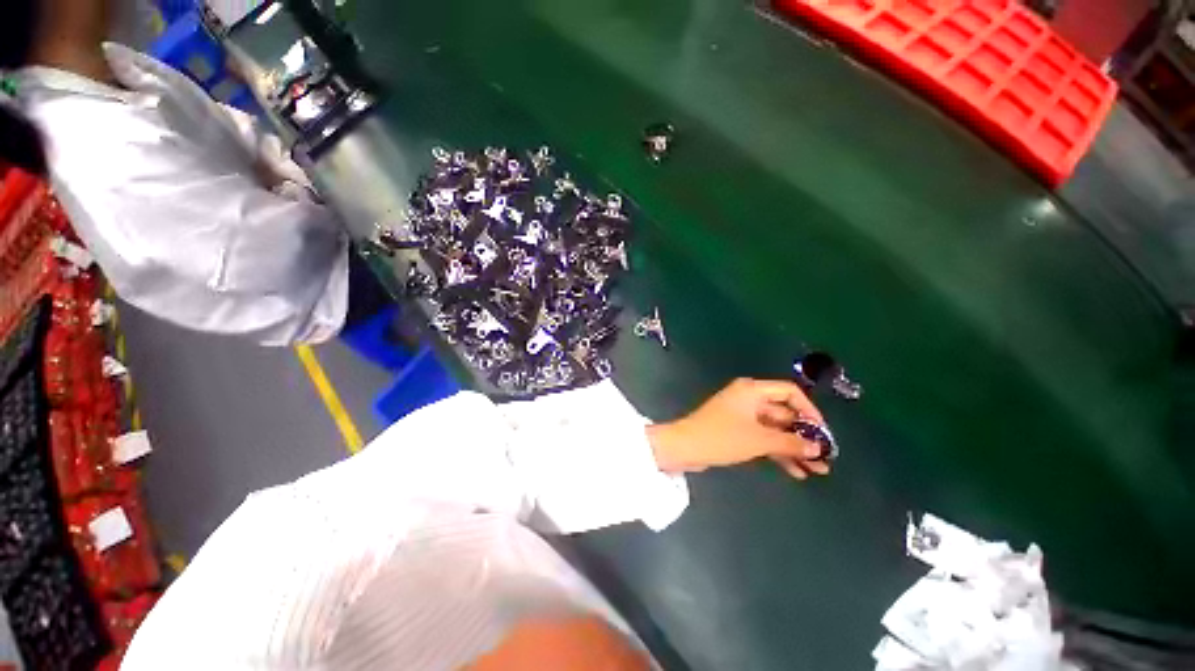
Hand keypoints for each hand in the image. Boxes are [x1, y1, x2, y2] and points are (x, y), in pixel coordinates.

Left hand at [647, 378, 831, 479]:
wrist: (685, 447)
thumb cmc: (722, 437)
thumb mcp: (759, 440)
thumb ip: (790, 442)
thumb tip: (817, 448)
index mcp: (752, 390)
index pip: (789, 392)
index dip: (809, 410)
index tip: (822, 432)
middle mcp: (748, 398)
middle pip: (783, 413)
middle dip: (804, 435)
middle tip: (824, 458)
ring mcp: (741, 415)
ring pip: (774, 429)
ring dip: (793, 447)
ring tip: (817, 470)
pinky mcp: (736, 430)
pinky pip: (763, 437)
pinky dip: (777, 451)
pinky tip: (795, 471)